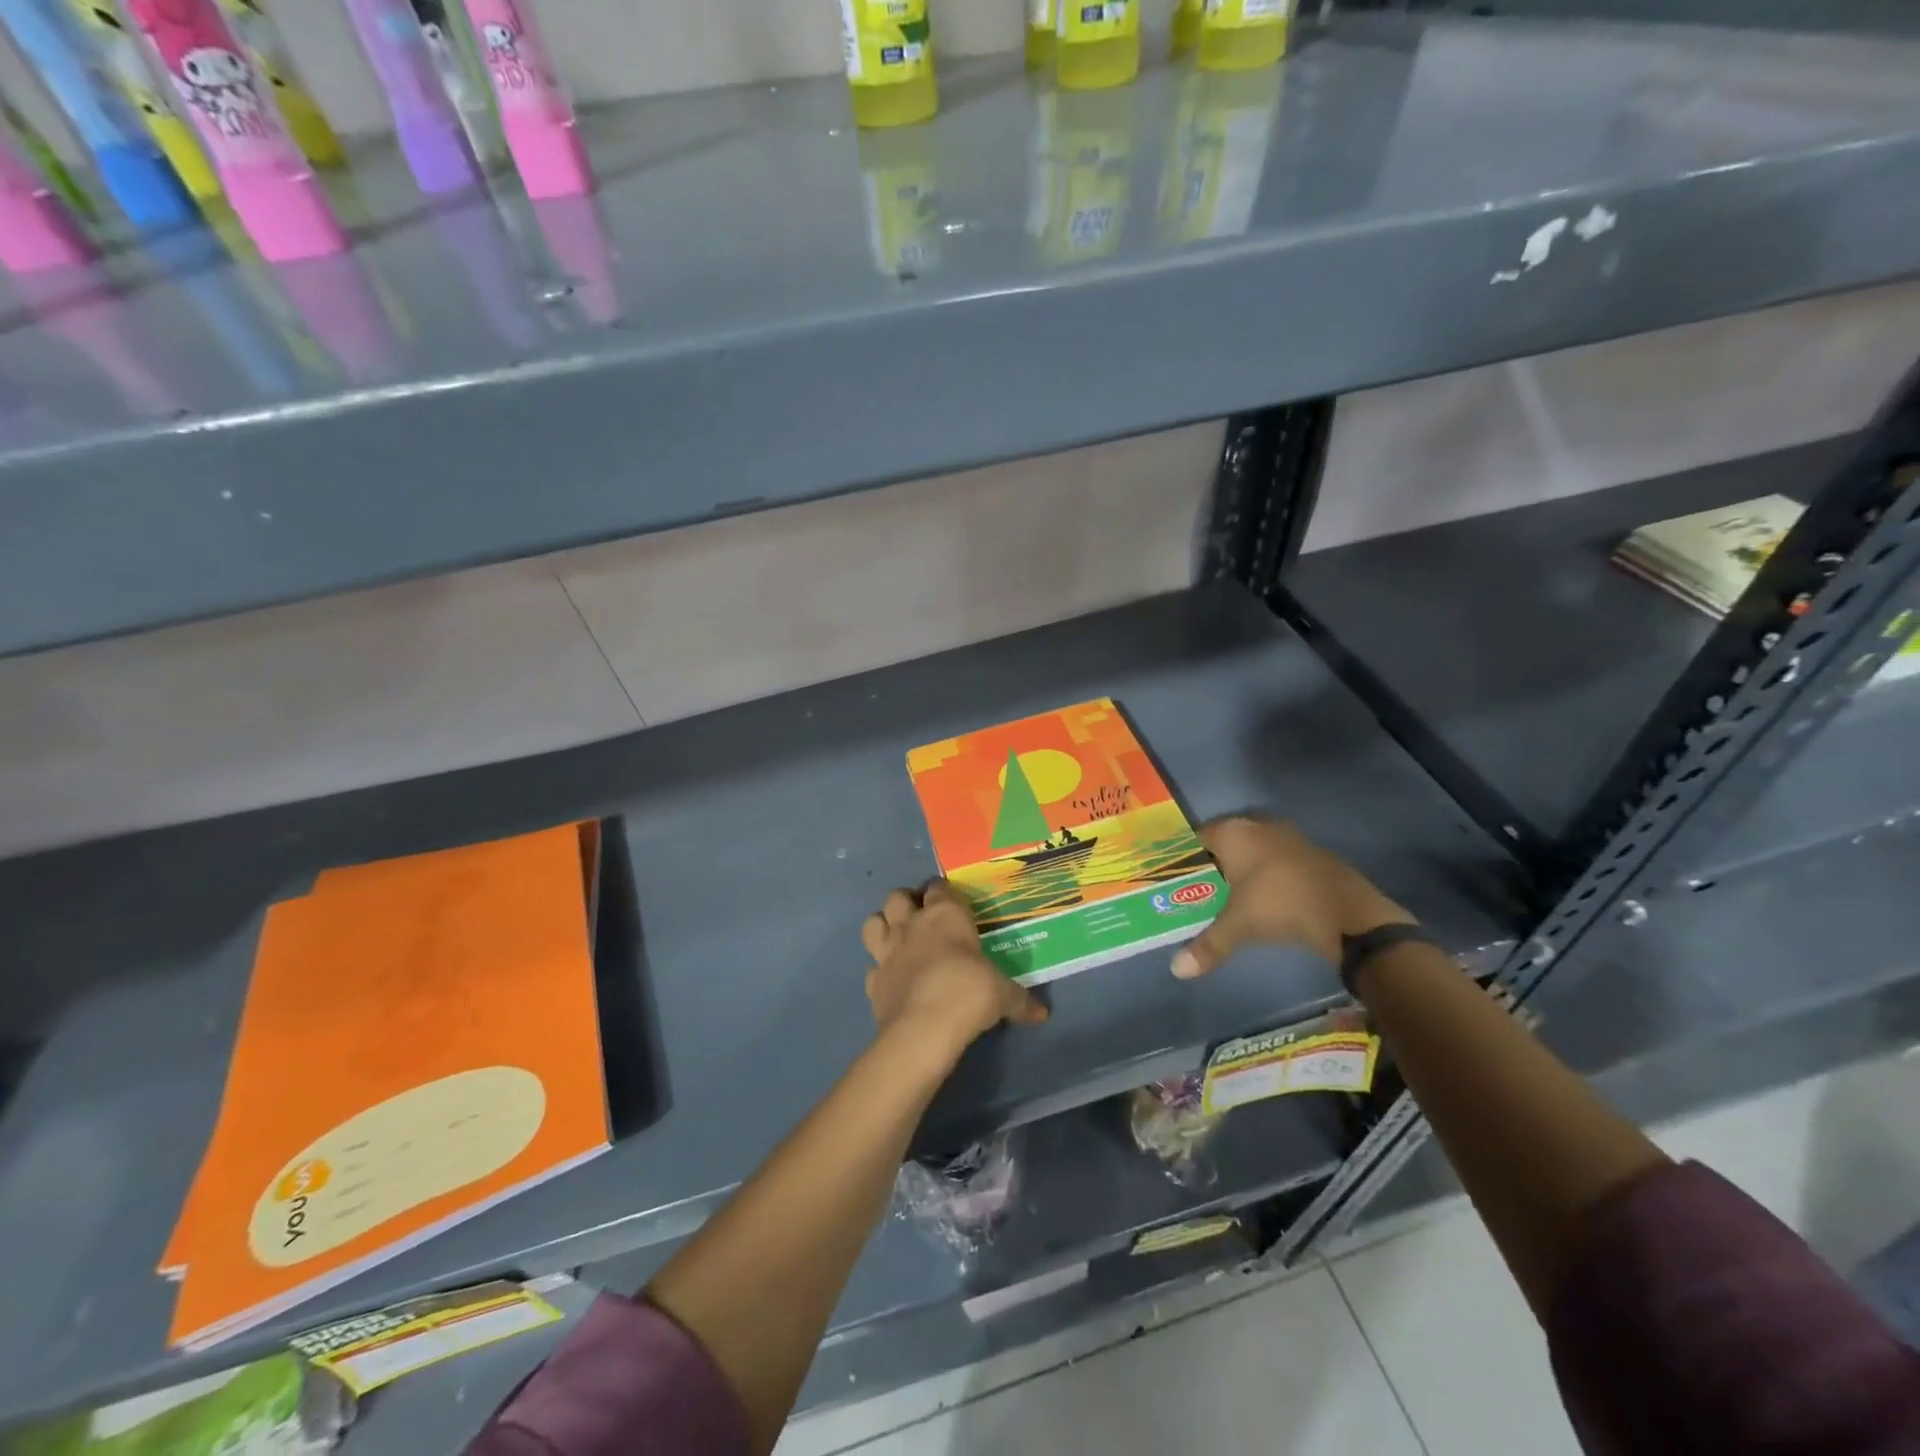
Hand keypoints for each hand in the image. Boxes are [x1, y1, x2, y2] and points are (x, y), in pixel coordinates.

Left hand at [863, 880, 1047, 1055]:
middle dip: (906, 903)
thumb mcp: (1004, 995)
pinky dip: (880, 972)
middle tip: (922, 919)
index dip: (944, 893)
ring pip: (873, 923)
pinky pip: (871, 968)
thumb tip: (1041, 1013)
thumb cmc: (969, 993)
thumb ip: (1020, 1000)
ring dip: (883, 927)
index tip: (954, 905)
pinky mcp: (872, 981)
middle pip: (897, 896)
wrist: (924, 1028)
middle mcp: (912, 925)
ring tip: (899, 940)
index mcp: (945, 915)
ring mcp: (887, 952)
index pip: (939, 887)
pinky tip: (893, 981)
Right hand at [1171, 817, 1413, 977]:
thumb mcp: (1238, 926)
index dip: (1186, 858)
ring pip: (1254, 850)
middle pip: (1225, 843)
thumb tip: (1177, 970)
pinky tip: (1266, 899)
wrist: (1348, 912)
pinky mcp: (1312, 853)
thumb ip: (1208, 945)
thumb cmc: (1280, 905)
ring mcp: (1288, 837)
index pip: (1197, 838)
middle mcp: (1258, 826)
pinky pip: (1277, 860)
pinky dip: (1268, 875)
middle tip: (1199, 891)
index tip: (1176, 879)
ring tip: (1229, 898)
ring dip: (1243, 870)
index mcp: (1233, 833)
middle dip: (1213, 865)